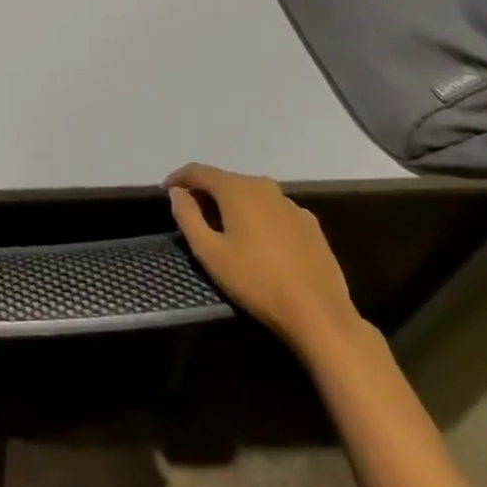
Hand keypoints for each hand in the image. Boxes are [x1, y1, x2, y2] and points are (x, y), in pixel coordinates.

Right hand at [166, 164, 362, 352]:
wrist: (321, 316)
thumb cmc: (258, 282)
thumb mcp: (210, 253)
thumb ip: (187, 216)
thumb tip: (178, 192)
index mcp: (237, 189)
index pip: (199, 171)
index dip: (179, 178)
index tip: (166, 191)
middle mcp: (264, 186)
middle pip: (226, 181)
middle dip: (206, 192)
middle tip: (193, 213)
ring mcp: (291, 204)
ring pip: (252, 195)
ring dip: (234, 205)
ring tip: (225, 228)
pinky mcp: (310, 224)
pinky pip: (274, 211)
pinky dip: (259, 218)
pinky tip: (260, 242)